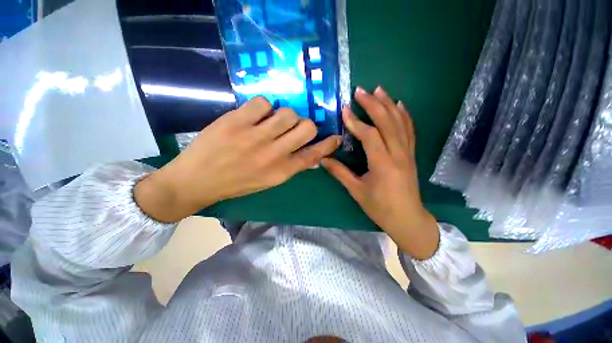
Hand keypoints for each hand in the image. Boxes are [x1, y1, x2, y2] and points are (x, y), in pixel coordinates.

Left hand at [135, 97, 341, 222]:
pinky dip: (262, 107)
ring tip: (271, 121)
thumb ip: (289, 165)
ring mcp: (255, 136)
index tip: (335, 137)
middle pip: (306, 128)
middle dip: (305, 125)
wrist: (195, 181)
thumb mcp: (268, 181)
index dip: (328, 145)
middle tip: (293, 128)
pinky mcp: (236, 121)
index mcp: (281, 172)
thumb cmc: (235, 184)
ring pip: (288, 113)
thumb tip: (309, 153)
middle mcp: (273, 154)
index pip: (314, 155)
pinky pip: (263, 102)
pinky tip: (254, 116)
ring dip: (284, 116)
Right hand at [321, 87, 438, 259]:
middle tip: (361, 91)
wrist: (407, 218)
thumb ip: (339, 173)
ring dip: (389, 104)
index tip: (345, 110)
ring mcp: (408, 153)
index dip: (356, 122)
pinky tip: (399, 105)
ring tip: (379, 90)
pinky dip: (404, 115)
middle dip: (373, 105)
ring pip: (400, 123)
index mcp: (383, 165)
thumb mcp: (357, 191)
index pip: (370, 136)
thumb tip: (323, 159)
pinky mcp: (412, 154)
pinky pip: (410, 130)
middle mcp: (398, 155)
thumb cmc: (380, 207)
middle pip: (387, 123)